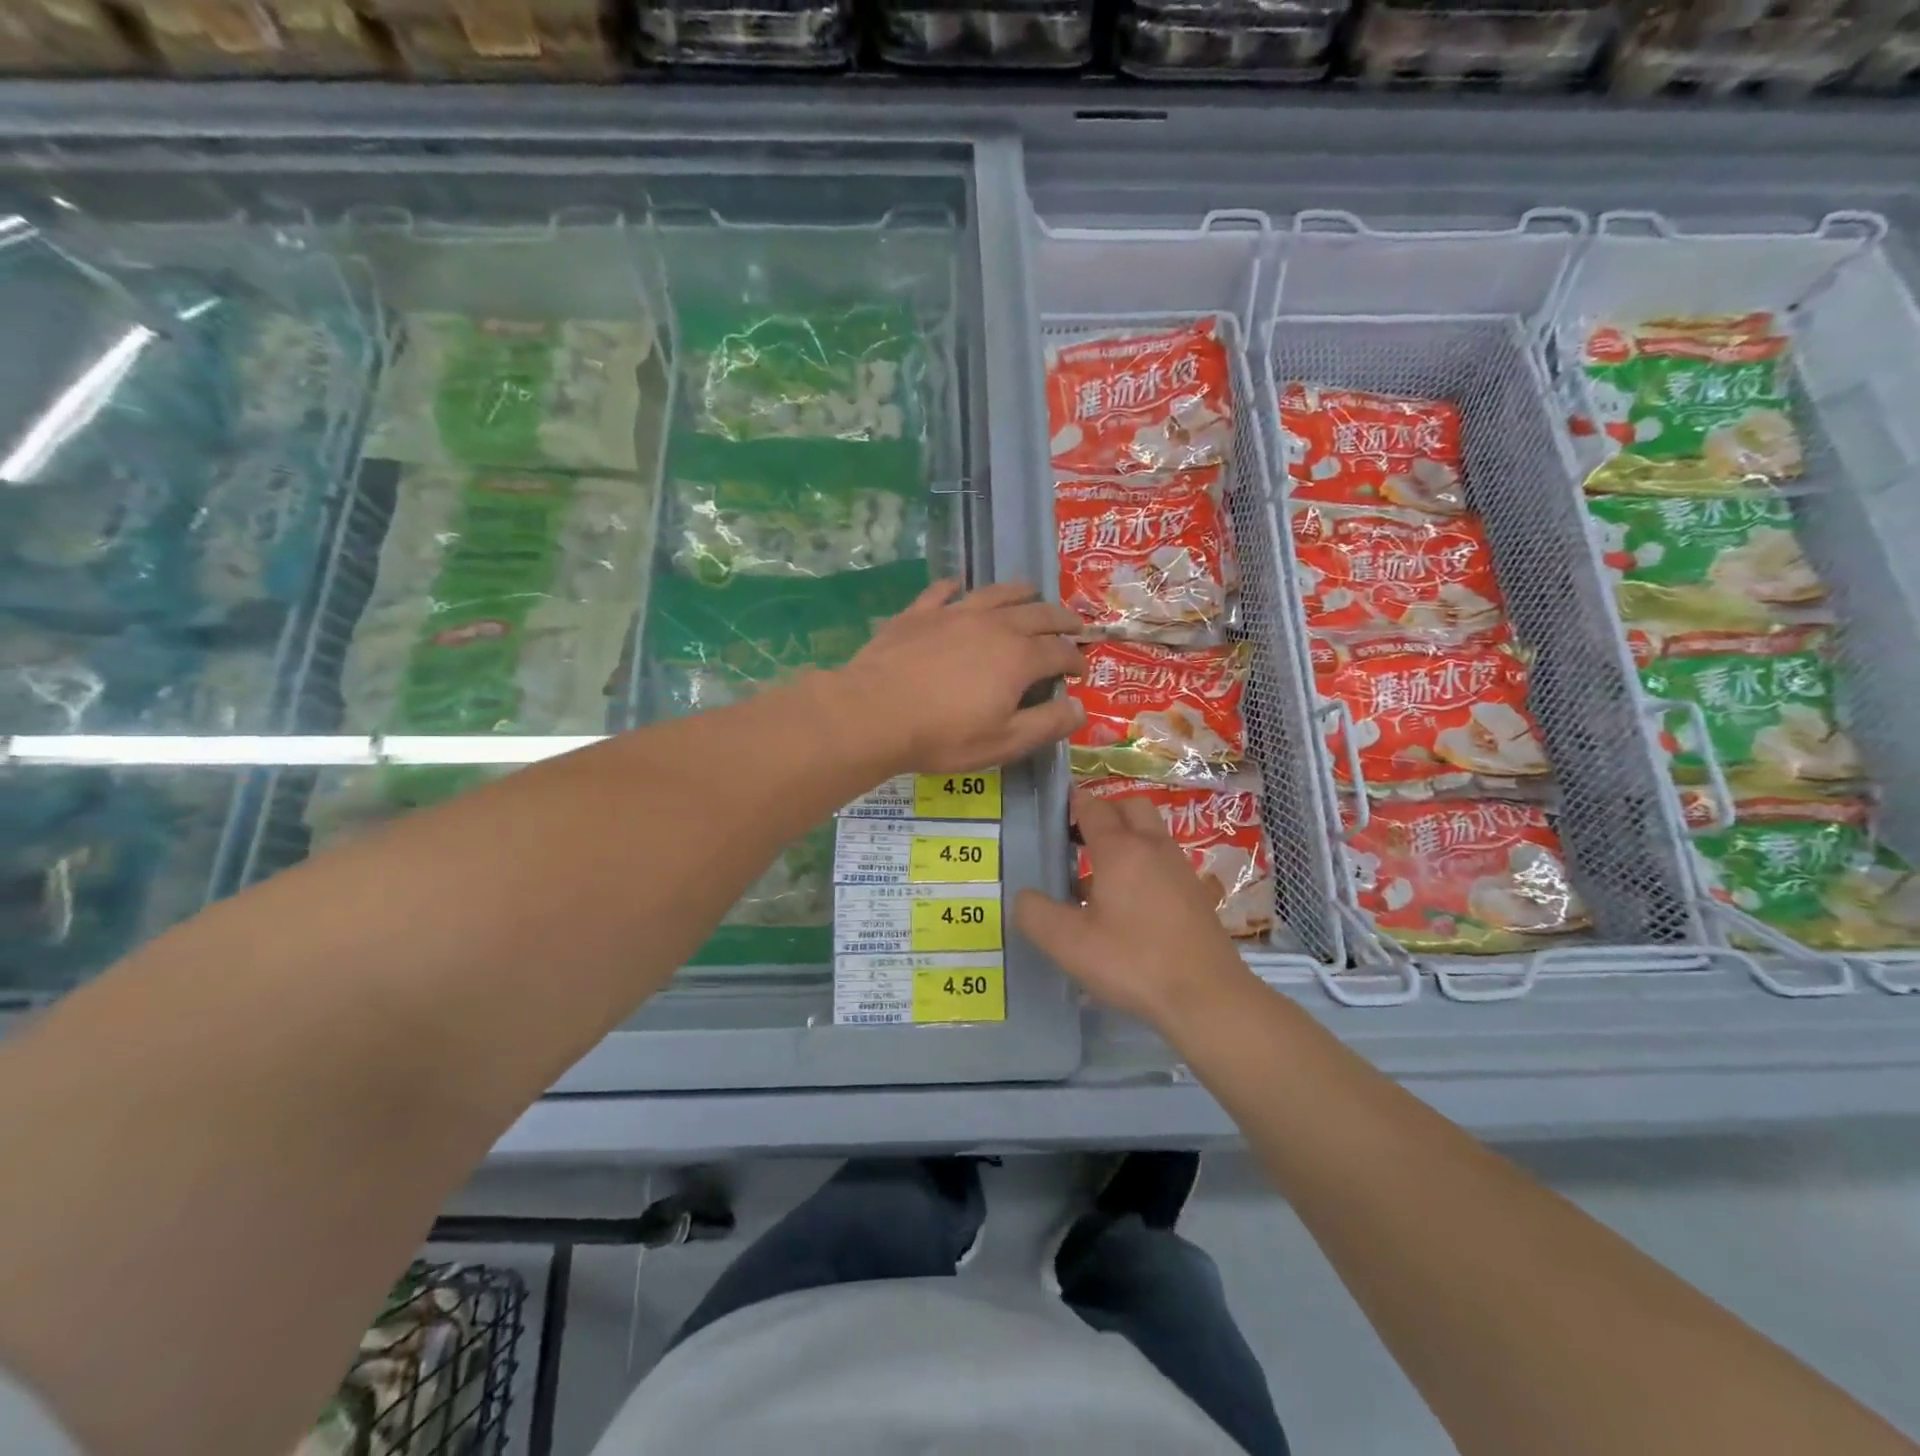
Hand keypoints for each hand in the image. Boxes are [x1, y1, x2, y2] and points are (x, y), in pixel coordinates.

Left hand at [837, 579, 1086, 773]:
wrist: (874, 713)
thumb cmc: (943, 735)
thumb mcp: (1004, 742)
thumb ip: (1047, 724)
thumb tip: (1080, 706)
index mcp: (1019, 657)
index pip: (1059, 651)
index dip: (1075, 659)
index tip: (1081, 669)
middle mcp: (994, 625)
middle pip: (1038, 613)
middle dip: (1062, 619)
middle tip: (1074, 624)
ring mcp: (954, 614)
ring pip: (996, 593)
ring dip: (1020, 592)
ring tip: (1031, 592)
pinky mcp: (919, 613)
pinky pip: (943, 591)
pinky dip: (956, 586)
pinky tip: (958, 586)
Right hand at [1016, 786, 1254, 1032]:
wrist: (1208, 996)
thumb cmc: (1133, 961)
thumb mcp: (1068, 943)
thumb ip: (1035, 914)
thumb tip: (1024, 897)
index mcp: (1120, 849)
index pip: (1093, 807)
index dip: (1072, 804)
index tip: (1054, 813)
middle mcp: (1153, 847)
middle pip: (1129, 808)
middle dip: (1104, 814)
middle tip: (1078, 840)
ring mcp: (1180, 869)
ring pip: (1150, 835)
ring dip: (1125, 841)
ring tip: (1097, 877)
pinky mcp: (1196, 894)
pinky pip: (1163, 862)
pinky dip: (1143, 867)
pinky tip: (1128, 905)